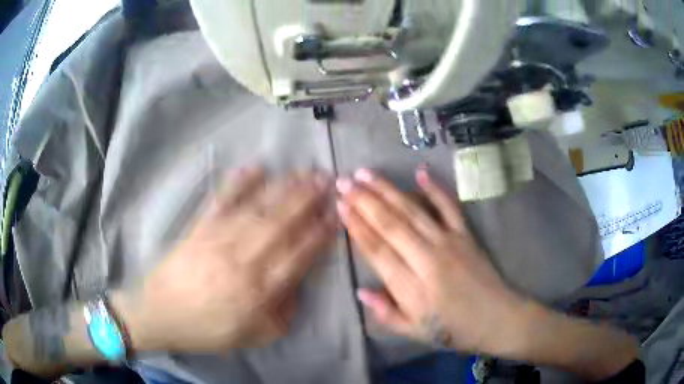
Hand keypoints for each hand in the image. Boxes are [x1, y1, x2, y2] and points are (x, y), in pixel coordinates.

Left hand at [114, 167, 336, 352]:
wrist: (162, 314)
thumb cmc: (209, 329)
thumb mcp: (255, 336)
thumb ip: (283, 312)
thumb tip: (297, 282)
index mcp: (260, 290)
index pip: (299, 254)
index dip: (320, 233)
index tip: (335, 215)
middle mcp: (244, 260)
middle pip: (282, 224)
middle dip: (308, 200)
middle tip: (327, 181)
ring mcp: (220, 239)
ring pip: (259, 209)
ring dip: (284, 188)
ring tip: (305, 173)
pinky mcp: (201, 227)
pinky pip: (222, 201)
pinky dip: (239, 182)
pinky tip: (256, 168)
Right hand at [336, 168, 524, 354]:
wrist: (497, 319)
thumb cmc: (453, 330)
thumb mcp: (414, 333)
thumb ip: (385, 313)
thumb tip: (360, 290)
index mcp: (411, 288)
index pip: (377, 250)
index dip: (356, 226)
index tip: (340, 206)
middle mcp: (428, 259)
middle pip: (391, 225)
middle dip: (364, 201)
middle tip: (344, 181)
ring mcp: (449, 243)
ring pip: (413, 211)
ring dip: (388, 190)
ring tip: (366, 174)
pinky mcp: (466, 235)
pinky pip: (450, 207)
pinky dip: (436, 189)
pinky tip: (421, 171)